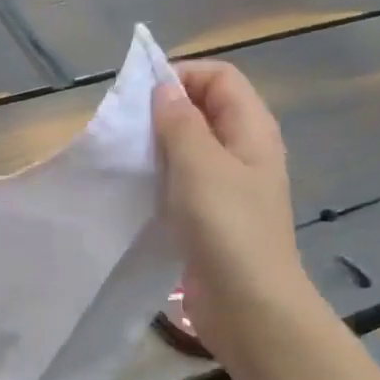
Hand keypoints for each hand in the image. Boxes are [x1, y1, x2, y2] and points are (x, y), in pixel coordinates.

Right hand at [152, 61, 313, 343]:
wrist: (247, 303)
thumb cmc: (226, 227)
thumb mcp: (199, 164)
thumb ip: (180, 121)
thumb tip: (164, 87)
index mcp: (252, 129)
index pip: (219, 76)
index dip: (182, 75)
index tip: (140, 96)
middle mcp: (244, 151)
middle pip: (205, 110)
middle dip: (165, 110)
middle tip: (128, 129)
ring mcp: (230, 186)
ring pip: (192, 148)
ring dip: (160, 147)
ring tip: (127, 157)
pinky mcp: (212, 217)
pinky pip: (184, 182)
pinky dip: (162, 178)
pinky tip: (138, 190)